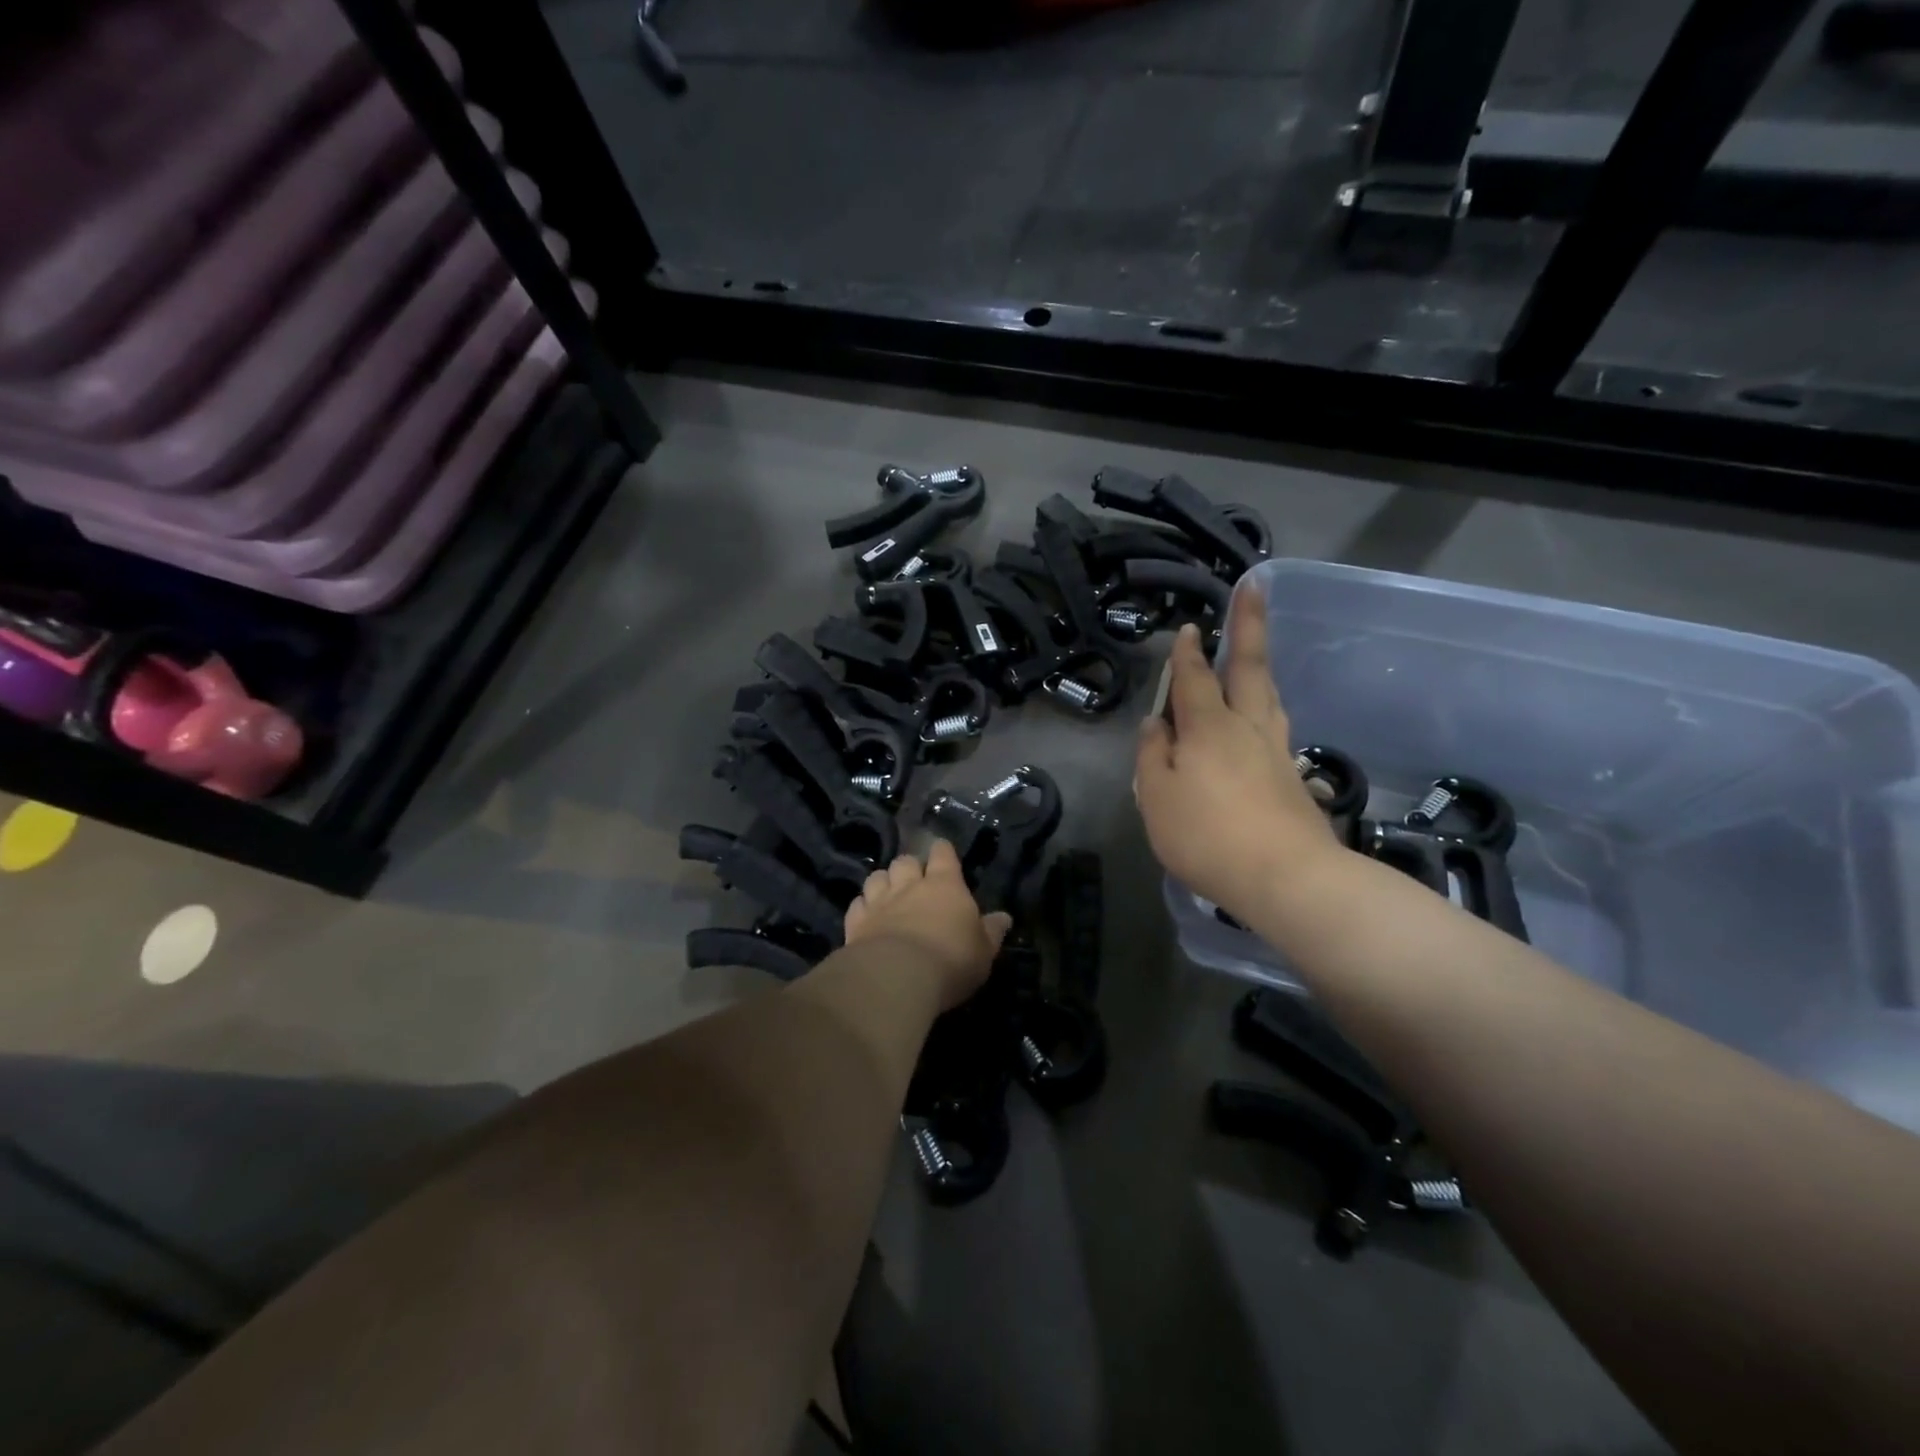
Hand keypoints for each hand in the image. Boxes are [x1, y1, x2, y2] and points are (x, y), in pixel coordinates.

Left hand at [844, 839, 1011, 1010]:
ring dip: (883, 882)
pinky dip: (863, 906)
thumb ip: (992, 931)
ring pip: (877, 876)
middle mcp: (910, 885)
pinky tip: (867, 916)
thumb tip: (1004, 917)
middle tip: (915, 881)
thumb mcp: (983, 951)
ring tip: (888, 894)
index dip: (943, 851)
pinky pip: (857, 903)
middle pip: (905, 860)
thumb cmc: (951, 960)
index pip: (943, 854)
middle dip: (909, 866)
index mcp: (945, 885)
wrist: (897, 977)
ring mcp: (879, 901)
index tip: (943, 852)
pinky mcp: (856, 921)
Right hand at [1135, 589, 1342, 923]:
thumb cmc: (1208, 836)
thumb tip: (1155, 723)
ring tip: (1256, 650)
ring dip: (1260, 666)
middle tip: (1254, 586)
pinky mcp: (1294, 778)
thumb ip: (1153, 756)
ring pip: (1269, 696)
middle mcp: (1247, 728)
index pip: (1194, 679)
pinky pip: (1276, 728)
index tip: (1188, 627)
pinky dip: (1268, 710)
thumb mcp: (1157, 798)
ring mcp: (1276, 751)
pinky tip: (1266, 720)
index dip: (1187, 653)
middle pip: (1249, 667)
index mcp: (1209, 728)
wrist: (1287, 878)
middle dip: (1247, 625)